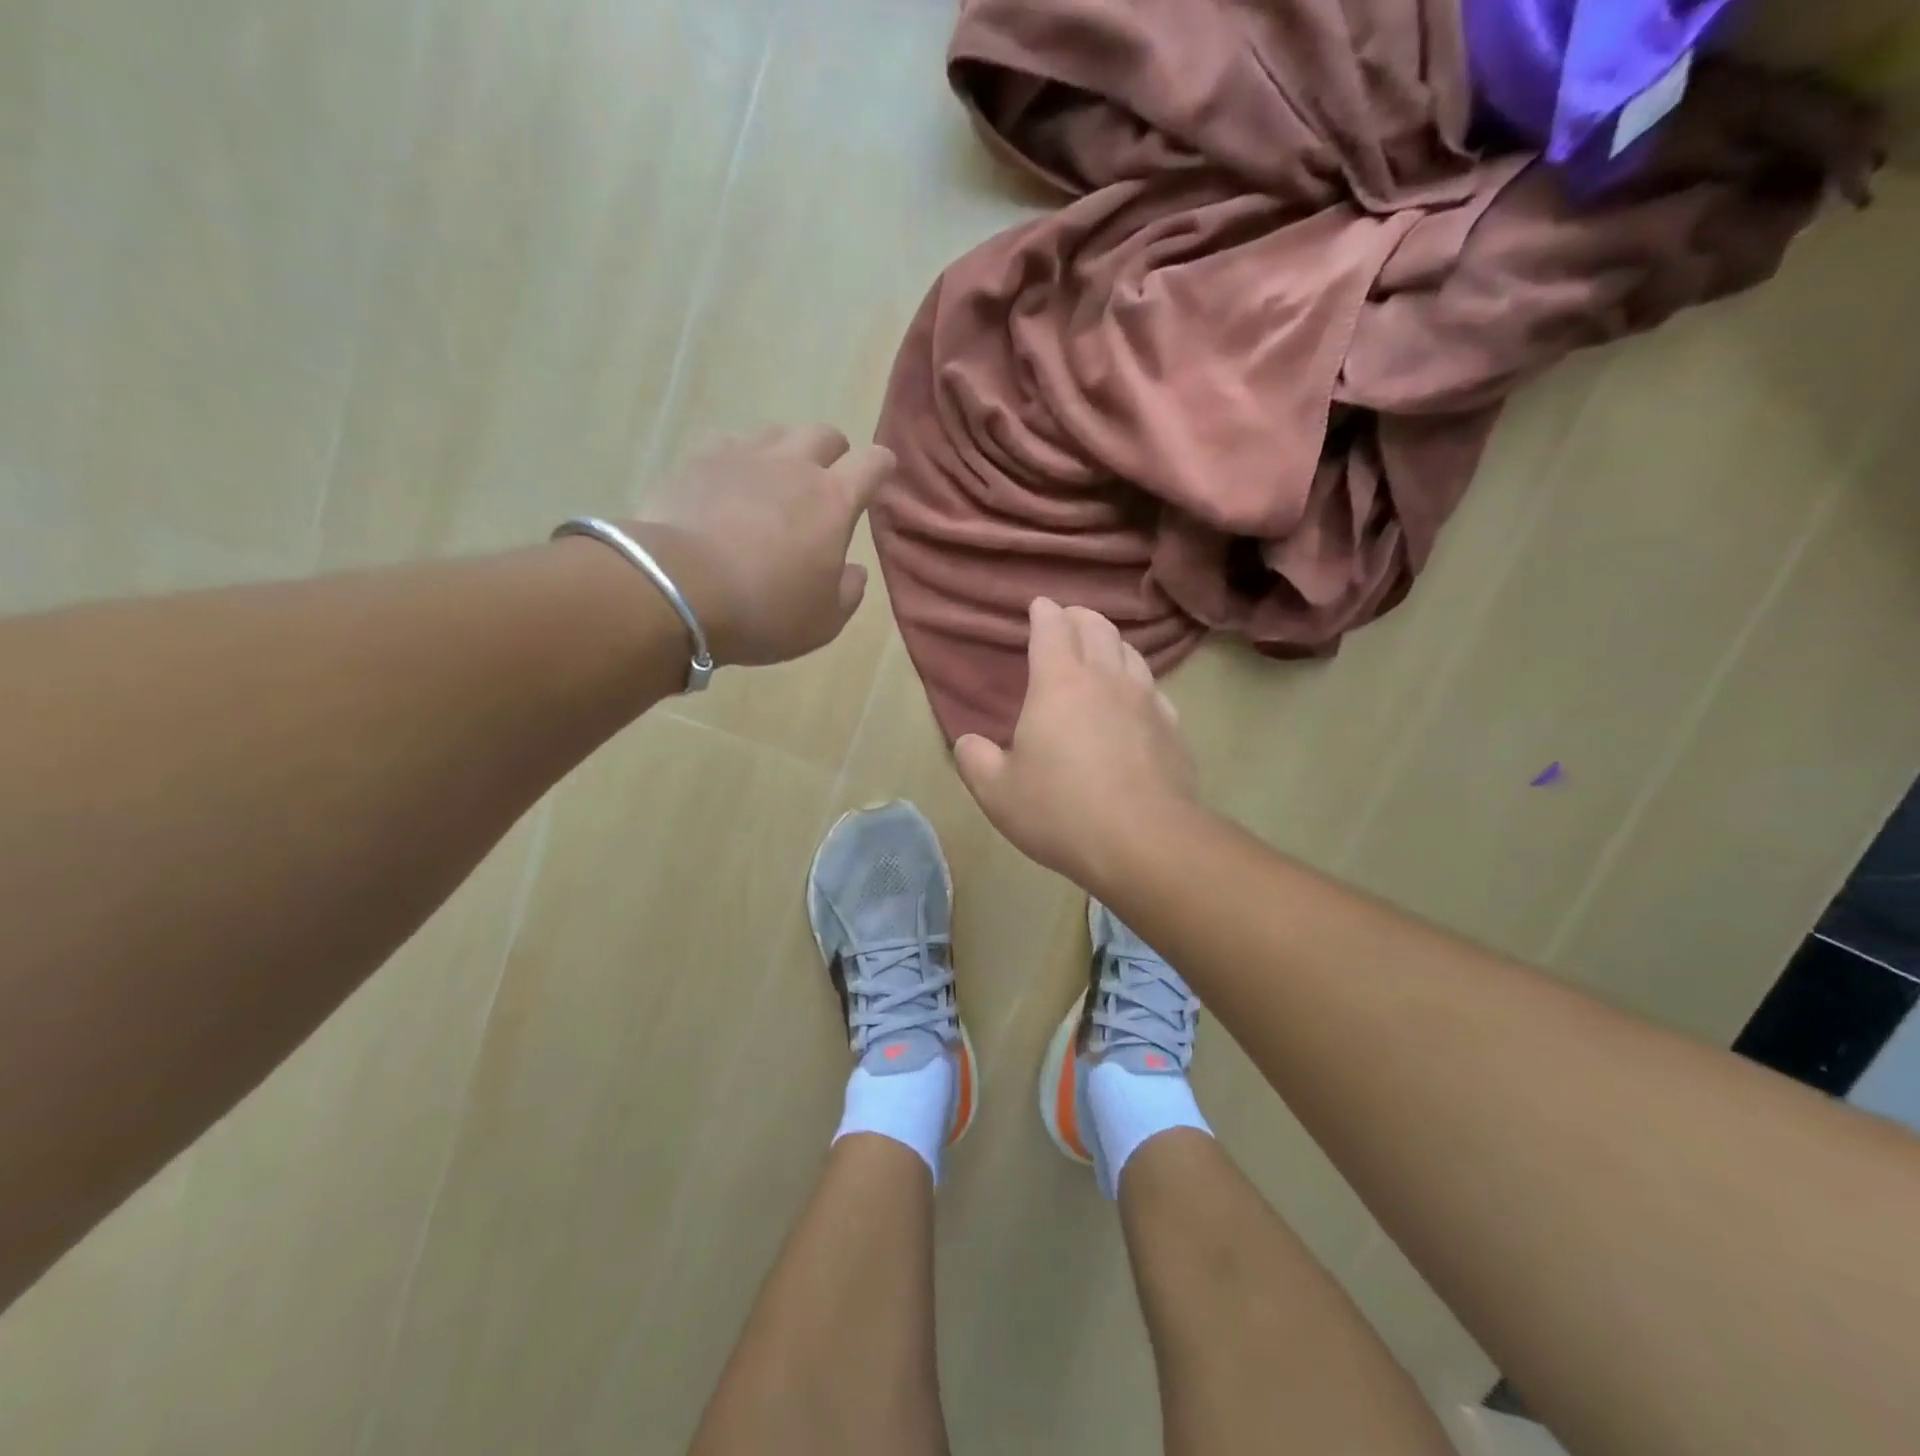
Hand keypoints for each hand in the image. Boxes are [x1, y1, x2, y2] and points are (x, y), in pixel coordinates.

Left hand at [630, 426, 890, 666]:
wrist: (679, 588)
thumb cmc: (765, 610)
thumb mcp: (824, 621)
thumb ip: (849, 591)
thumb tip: (854, 571)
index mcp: (833, 501)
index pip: (872, 463)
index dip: (880, 465)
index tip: (881, 473)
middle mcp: (793, 465)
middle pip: (824, 434)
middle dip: (833, 454)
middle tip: (825, 483)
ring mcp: (743, 456)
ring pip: (777, 432)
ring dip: (785, 451)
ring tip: (775, 481)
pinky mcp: (698, 459)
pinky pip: (728, 443)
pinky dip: (738, 458)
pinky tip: (729, 483)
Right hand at [954, 599, 1198, 888]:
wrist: (1143, 841)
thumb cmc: (1060, 811)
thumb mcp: (997, 792)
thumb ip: (975, 760)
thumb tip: (967, 743)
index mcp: (1059, 683)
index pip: (1052, 628)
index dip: (1044, 612)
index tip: (1039, 606)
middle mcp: (1106, 679)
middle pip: (1097, 628)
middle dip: (1079, 617)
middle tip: (1068, 620)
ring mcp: (1146, 700)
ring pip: (1131, 652)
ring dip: (1112, 642)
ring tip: (1101, 650)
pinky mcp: (1172, 728)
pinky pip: (1155, 688)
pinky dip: (1138, 680)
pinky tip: (1136, 697)